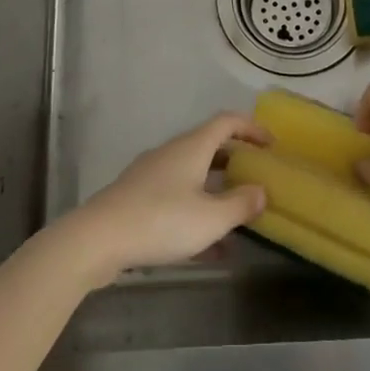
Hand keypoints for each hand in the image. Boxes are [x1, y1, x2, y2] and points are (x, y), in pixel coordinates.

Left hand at [61, 113, 269, 285]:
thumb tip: (261, 190)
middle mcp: (172, 153)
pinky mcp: (137, 198)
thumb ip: (240, 204)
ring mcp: (152, 175)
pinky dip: (196, 211)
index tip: (271, 144)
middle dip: (235, 160)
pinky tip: (208, 248)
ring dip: (216, 189)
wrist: (98, 238)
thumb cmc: (160, 220)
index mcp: (192, 147)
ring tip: (237, 215)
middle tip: (257, 177)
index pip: (227, 122)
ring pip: (192, 174)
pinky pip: (176, 197)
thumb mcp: (210, 219)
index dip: (252, 128)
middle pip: (209, 146)